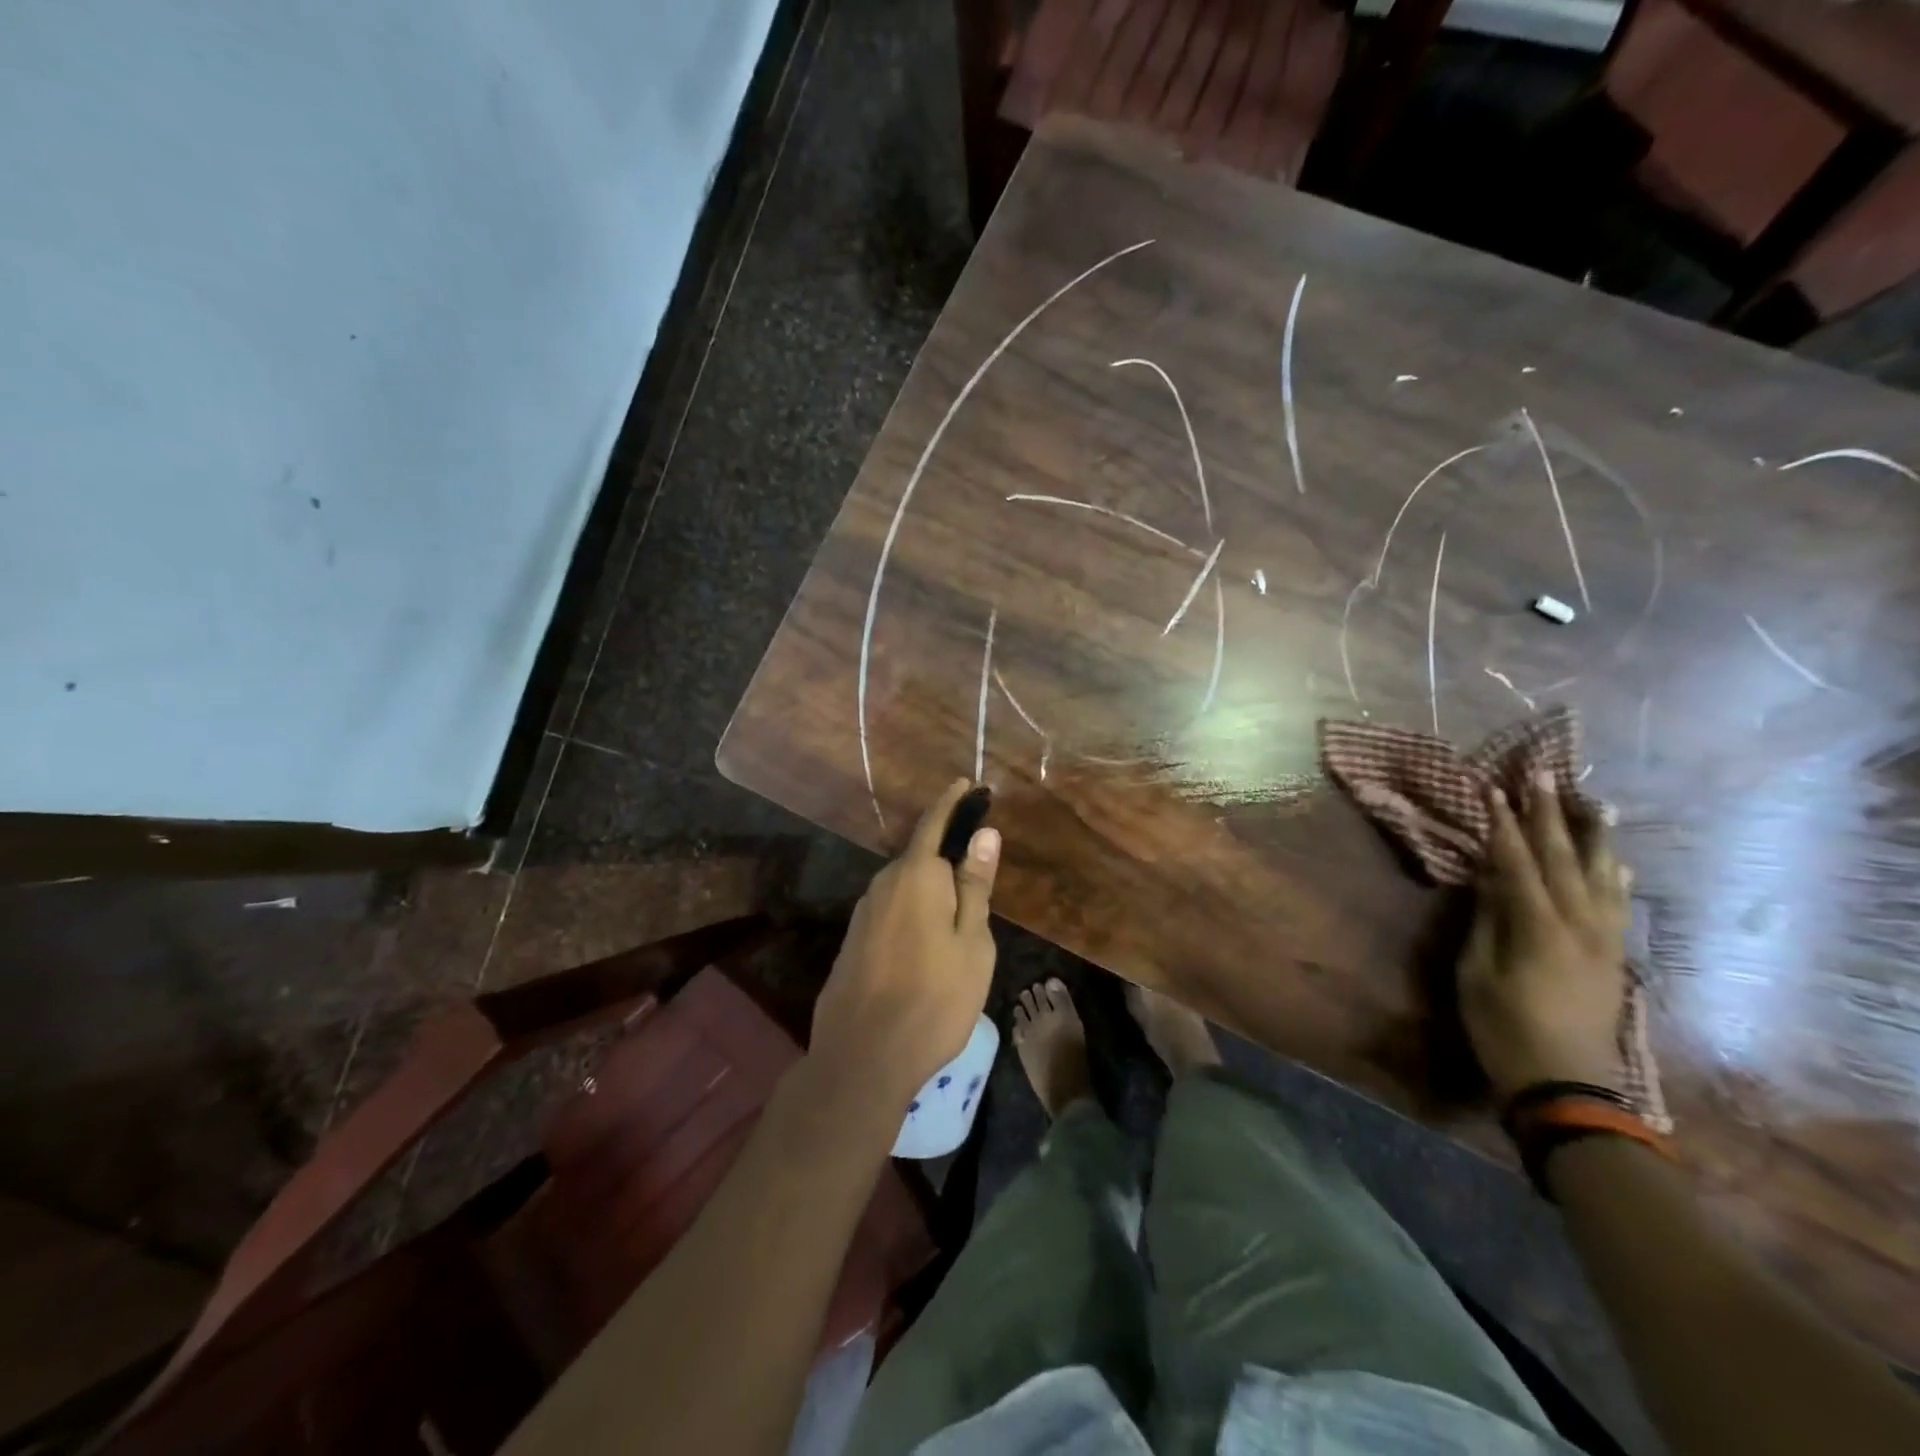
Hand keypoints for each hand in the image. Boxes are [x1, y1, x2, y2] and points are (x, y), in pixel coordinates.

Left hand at [810, 779, 1000, 1110]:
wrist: (862, 1056)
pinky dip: (912, 913)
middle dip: (946, 858)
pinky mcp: (853, 941)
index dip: (952, 801)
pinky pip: (890, 911)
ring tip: (956, 918)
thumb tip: (984, 833)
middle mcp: (883, 884)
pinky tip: (925, 945)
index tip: (966, 782)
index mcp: (916, 876)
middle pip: (919, 858)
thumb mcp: (972, 942)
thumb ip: (975, 884)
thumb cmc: (934, 998)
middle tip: (977, 875)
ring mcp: (863, 913)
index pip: (935, 823)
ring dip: (929, 891)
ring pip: (905, 888)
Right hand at [1459, 773, 1631, 1100]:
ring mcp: (1603, 939)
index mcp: (1538, 927)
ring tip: (1591, 802)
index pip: (1517, 861)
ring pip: (1601, 875)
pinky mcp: (1613, 954)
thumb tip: (1489, 874)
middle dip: (1549, 814)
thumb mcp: (1477, 972)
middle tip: (1542, 775)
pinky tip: (1615, 859)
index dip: (1502, 824)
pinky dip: (1615, 873)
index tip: (1492, 789)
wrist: (1567, 1085)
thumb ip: (1487, 919)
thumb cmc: (1503, 1027)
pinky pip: (1617, 901)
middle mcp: (1579, 924)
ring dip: (1592, 835)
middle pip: (1564, 858)